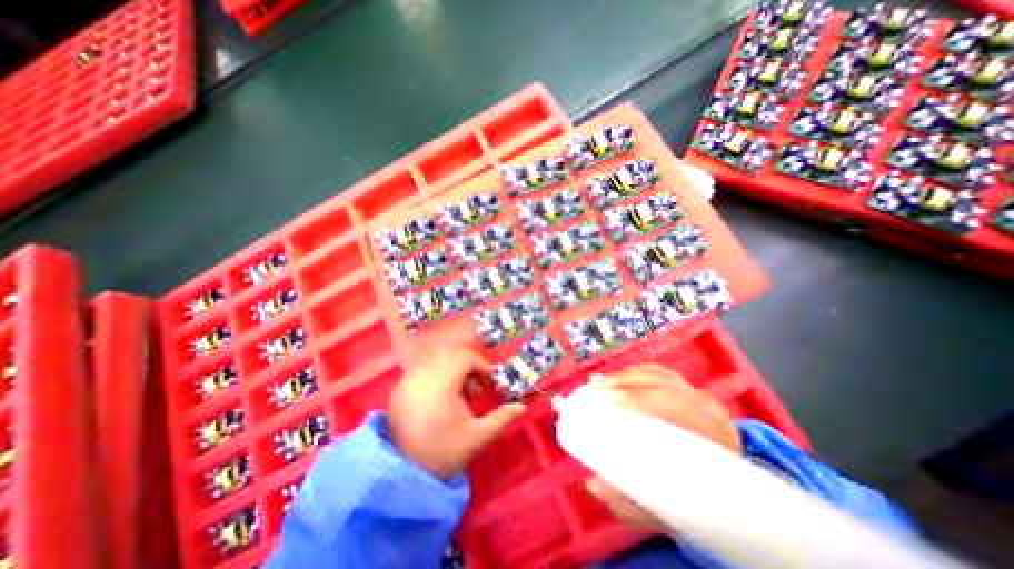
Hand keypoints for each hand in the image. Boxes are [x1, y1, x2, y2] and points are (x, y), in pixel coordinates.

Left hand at [390, 347, 527, 480]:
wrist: (400, 474)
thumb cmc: (442, 452)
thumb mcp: (476, 437)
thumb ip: (501, 418)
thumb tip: (522, 406)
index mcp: (441, 383)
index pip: (465, 357)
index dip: (481, 365)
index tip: (490, 381)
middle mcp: (423, 375)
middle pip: (451, 354)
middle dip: (469, 366)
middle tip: (476, 390)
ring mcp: (408, 379)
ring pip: (437, 359)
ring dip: (454, 370)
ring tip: (460, 395)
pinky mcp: (399, 388)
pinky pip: (424, 368)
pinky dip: (438, 374)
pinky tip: (442, 398)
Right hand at [582, 364, 741, 532]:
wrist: (738, 496)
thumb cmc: (703, 501)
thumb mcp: (671, 511)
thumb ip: (634, 502)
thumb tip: (594, 485)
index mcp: (711, 433)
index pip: (671, 404)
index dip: (636, 398)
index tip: (605, 400)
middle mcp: (706, 406)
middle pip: (660, 383)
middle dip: (622, 383)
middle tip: (593, 388)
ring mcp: (698, 394)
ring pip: (658, 375)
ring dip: (624, 376)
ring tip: (598, 382)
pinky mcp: (688, 390)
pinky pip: (658, 373)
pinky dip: (635, 373)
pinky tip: (617, 378)